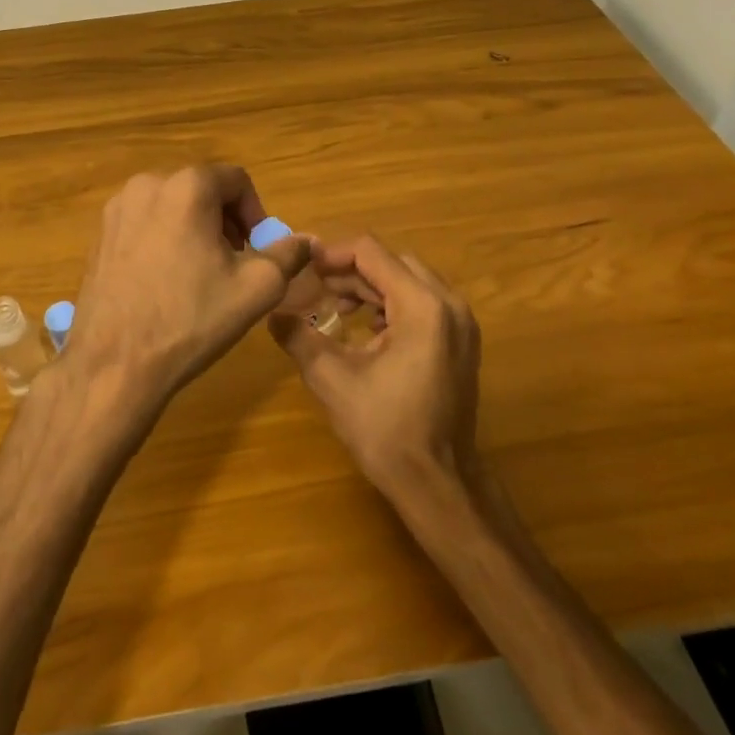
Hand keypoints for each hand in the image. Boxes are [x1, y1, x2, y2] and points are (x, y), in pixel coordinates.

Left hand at [64, 166, 311, 424]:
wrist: (116, 363)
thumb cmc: (192, 319)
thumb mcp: (257, 288)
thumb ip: (288, 254)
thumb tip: (306, 240)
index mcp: (187, 186)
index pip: (236, 180)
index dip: (256, 213)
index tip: (259, 250)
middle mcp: (147, 184)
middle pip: (202, 190)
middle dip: (225, 221)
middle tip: (235, 263)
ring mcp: (116, 210)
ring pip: (172, 206)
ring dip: (195, 230)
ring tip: (201, 274)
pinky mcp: (99, 235)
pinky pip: (144, 224)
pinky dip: (164, 241)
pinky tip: (167, 283)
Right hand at [269, 235, 481, 498]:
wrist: (438, 482)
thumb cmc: (385, 429)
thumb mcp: (331, 379)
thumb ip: (298, 337)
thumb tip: (272, 312)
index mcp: (422, 306)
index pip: (371, 253)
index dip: (332, 254)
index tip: (303, 268)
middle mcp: (449, 304)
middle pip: (393, 262)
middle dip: (351, 272)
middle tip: (316, 290)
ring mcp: (461, 323)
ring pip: (409, 281)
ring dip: (371, 287)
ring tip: (337, 309)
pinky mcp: (462, 342)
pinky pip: (424, 303)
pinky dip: (392, 305)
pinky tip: (367, 331)